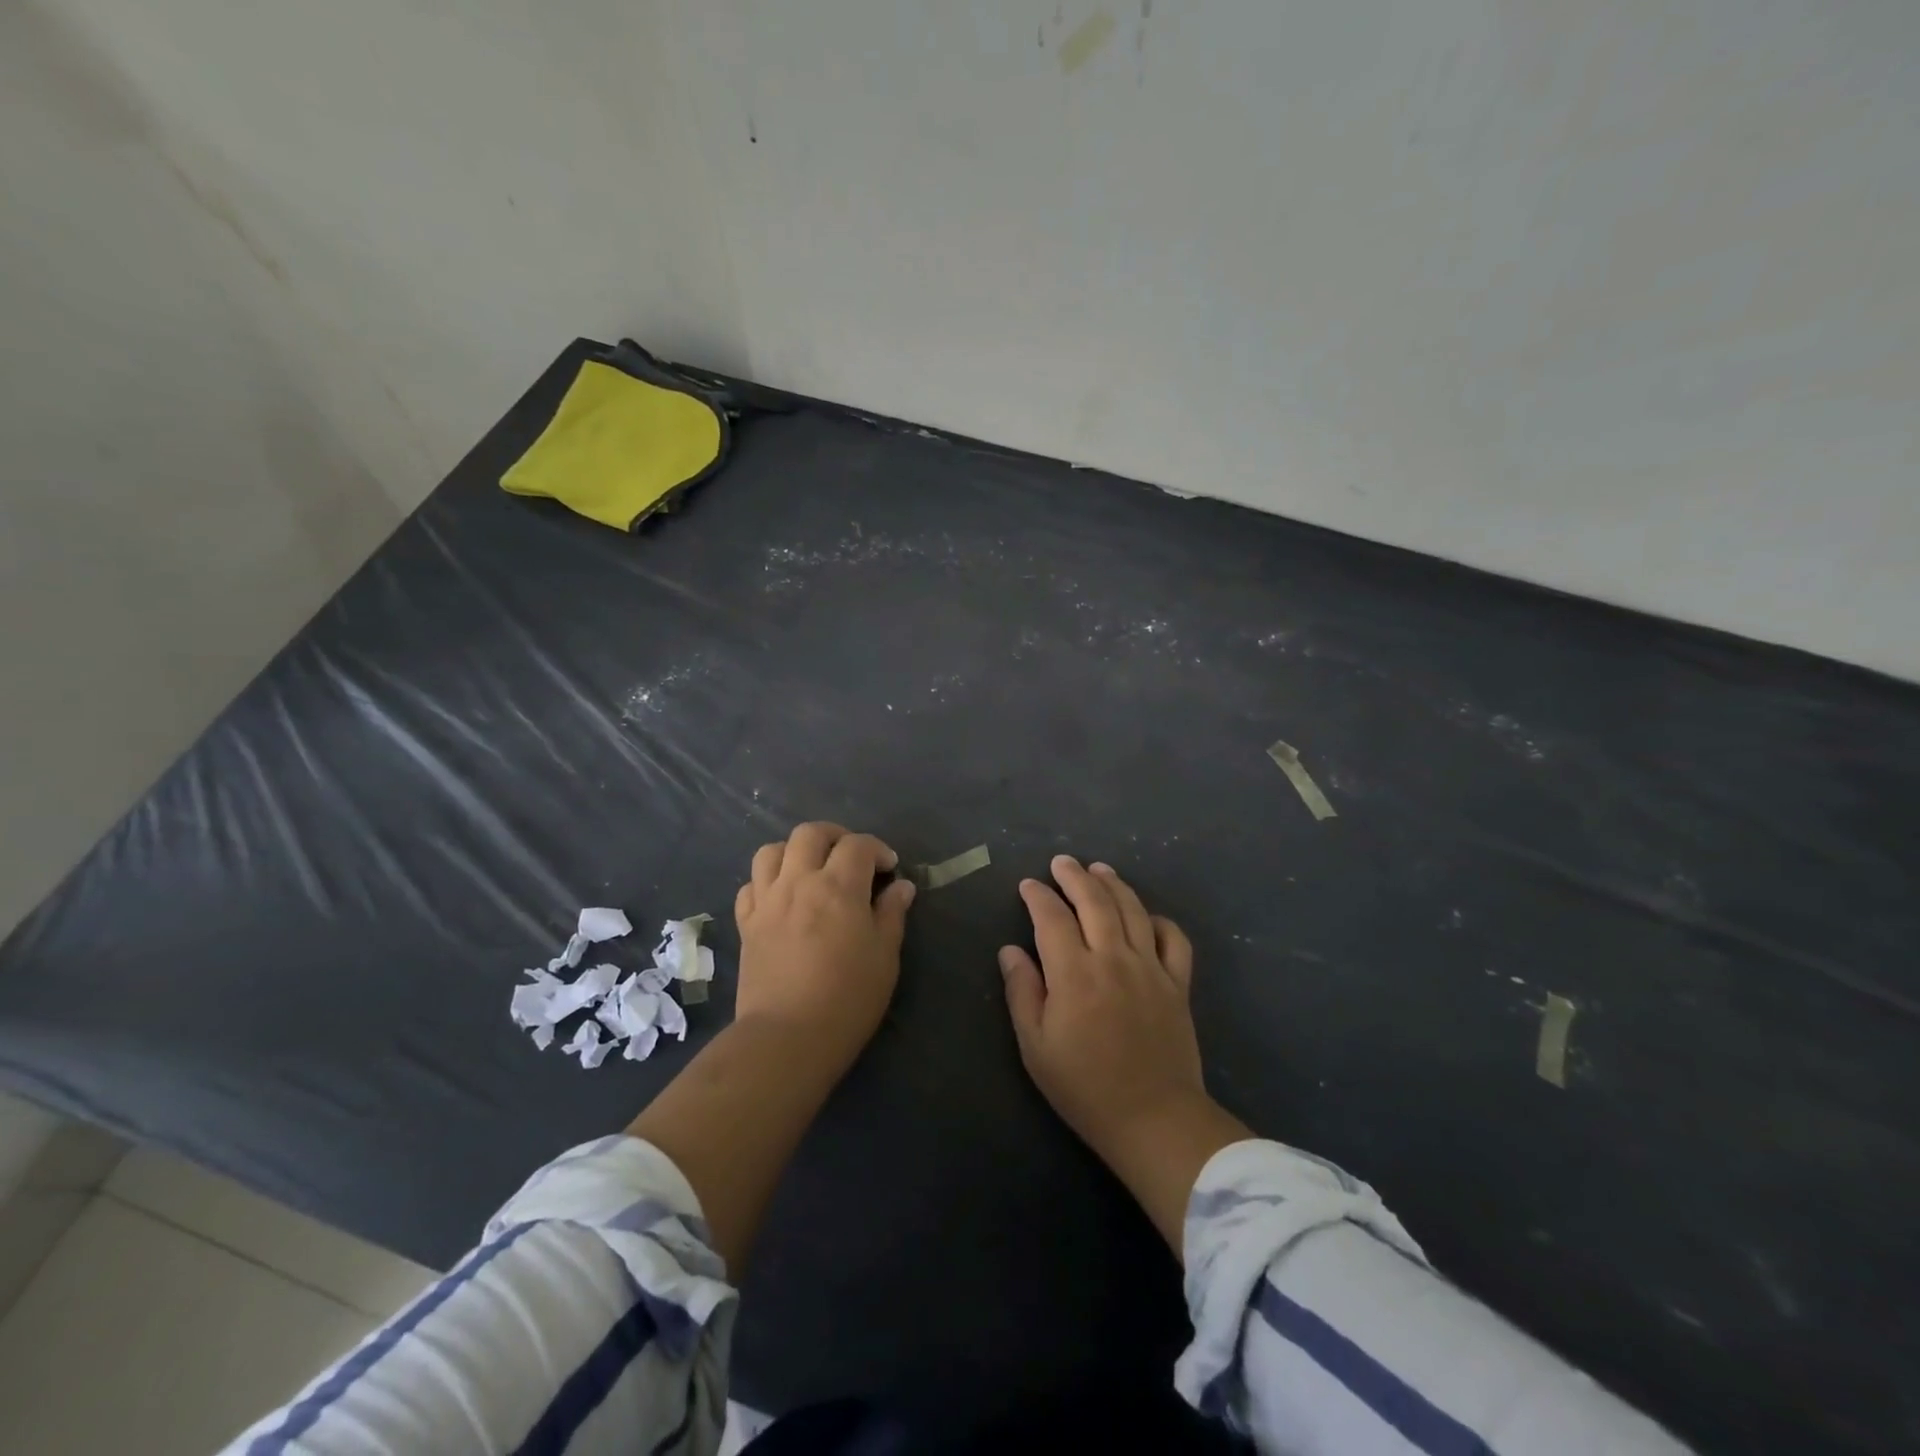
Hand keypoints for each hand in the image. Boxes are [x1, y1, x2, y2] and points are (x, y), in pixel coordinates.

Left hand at [734, 821, 916, 1069]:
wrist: (787, 1037)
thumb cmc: (847, 998)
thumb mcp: (884, 957)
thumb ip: (891, 914)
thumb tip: (901, 887)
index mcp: (838, 887)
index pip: (858, 845)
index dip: (878, 849)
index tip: (889, 869)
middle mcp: (799, 882)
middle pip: (810, 833)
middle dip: (835, 836)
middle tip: (851, 857)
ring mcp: (767, 901)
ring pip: (772, 851)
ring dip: (794, 851)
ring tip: (810, 869)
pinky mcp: (746, 924)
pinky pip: (750, 886)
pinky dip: (766, 882)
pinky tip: (781, 897)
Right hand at [999, 855, 1249, 1251]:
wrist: (1154, 1120)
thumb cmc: (1084, 1087)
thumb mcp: (1035, 1047)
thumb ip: (1022, 992)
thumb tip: (1010, 950)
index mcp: (1074, 973)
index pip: (1052, 918)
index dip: (1038, 896)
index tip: (1028, 885)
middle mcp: (1113, 958)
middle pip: (1094, 901)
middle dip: (1074, 876)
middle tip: (1061, 862)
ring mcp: (1151, 968)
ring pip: (1133, 910)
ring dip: (1113, 884)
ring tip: (1099, 869)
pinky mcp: (1178, 983)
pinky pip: (1173, 939)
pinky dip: (1159, 920)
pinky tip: (1146, 915)